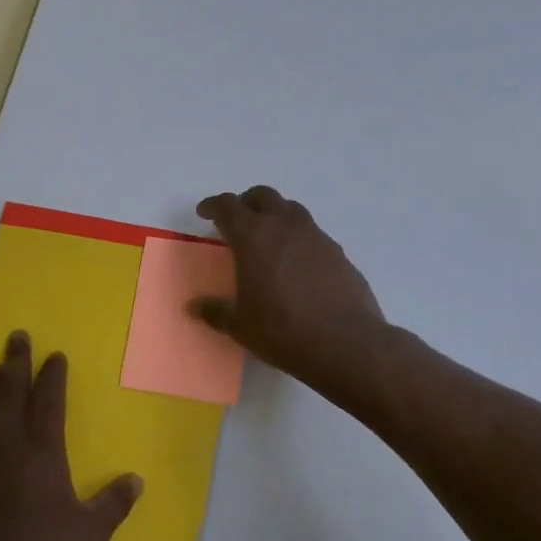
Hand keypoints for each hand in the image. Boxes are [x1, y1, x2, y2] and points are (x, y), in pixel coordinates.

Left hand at [0, 332, 142, 540]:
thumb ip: (113, 504)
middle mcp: (6, 444)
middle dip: (16, 361)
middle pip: (10, 391)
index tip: (54, 355)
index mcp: (42, 448)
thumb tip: (137, 481)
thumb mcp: (90, 533)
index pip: (48, 399)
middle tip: (16, 337)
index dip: (52, 374)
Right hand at [191, 186, 389, 405]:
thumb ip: (215, 311)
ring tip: (267, 238)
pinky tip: (296, 263)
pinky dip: (297, 237)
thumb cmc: (282, 331)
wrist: (346, 343)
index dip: (213, 205)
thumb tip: (194, 307)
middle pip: (262, 196)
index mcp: (253, 236)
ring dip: (275, 215)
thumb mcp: (240, 326)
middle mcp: (284, 226)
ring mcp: (315, 236)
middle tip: (237, 221)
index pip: (228, 206)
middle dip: (246, 203)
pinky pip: (312, 233)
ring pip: (290, 209)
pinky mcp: (337, 251)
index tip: (205, 212)